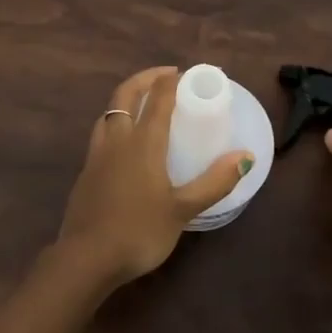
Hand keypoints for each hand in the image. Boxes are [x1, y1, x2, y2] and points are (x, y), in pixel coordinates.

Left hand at [55, 66, 252, 286]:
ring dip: (126, 99)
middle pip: (125, 95)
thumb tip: (245, 156)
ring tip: (143, 103)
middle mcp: (117, 140)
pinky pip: (101, 135)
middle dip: (145, 78)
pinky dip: (115, 124)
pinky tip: (124, 143)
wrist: (86, 258)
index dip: (171, 81)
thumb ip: (214, 182)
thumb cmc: (139, 232)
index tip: (186, 74)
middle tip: (165, 75)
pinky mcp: (86, 173)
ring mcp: (96, 155)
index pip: (157, 99)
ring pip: (108, 113)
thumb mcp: (182, 210)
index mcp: (142, 142)